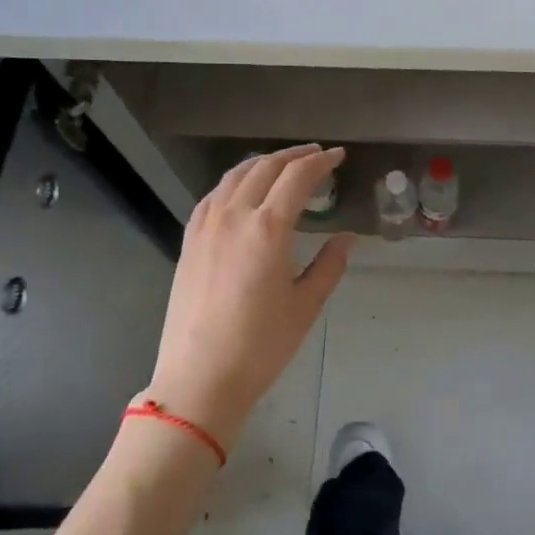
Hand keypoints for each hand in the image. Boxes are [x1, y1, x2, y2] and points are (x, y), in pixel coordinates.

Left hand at [145, 145, 353, 448]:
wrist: (199, 378)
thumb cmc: (260, 346)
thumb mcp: (305, 306)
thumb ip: (329, 265)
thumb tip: (346, 238)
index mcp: (268, 229)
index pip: (297, 178)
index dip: (321, 162)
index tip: (338, 156)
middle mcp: (234, 217)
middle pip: (265, 168)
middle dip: (294, 155)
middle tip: (317, 155)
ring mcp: (206, 227)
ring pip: (235, 176)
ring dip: (263, 163)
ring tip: (283, 165)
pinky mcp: (189, 241)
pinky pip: (214, 195)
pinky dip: (235, 181)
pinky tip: (243, 191)